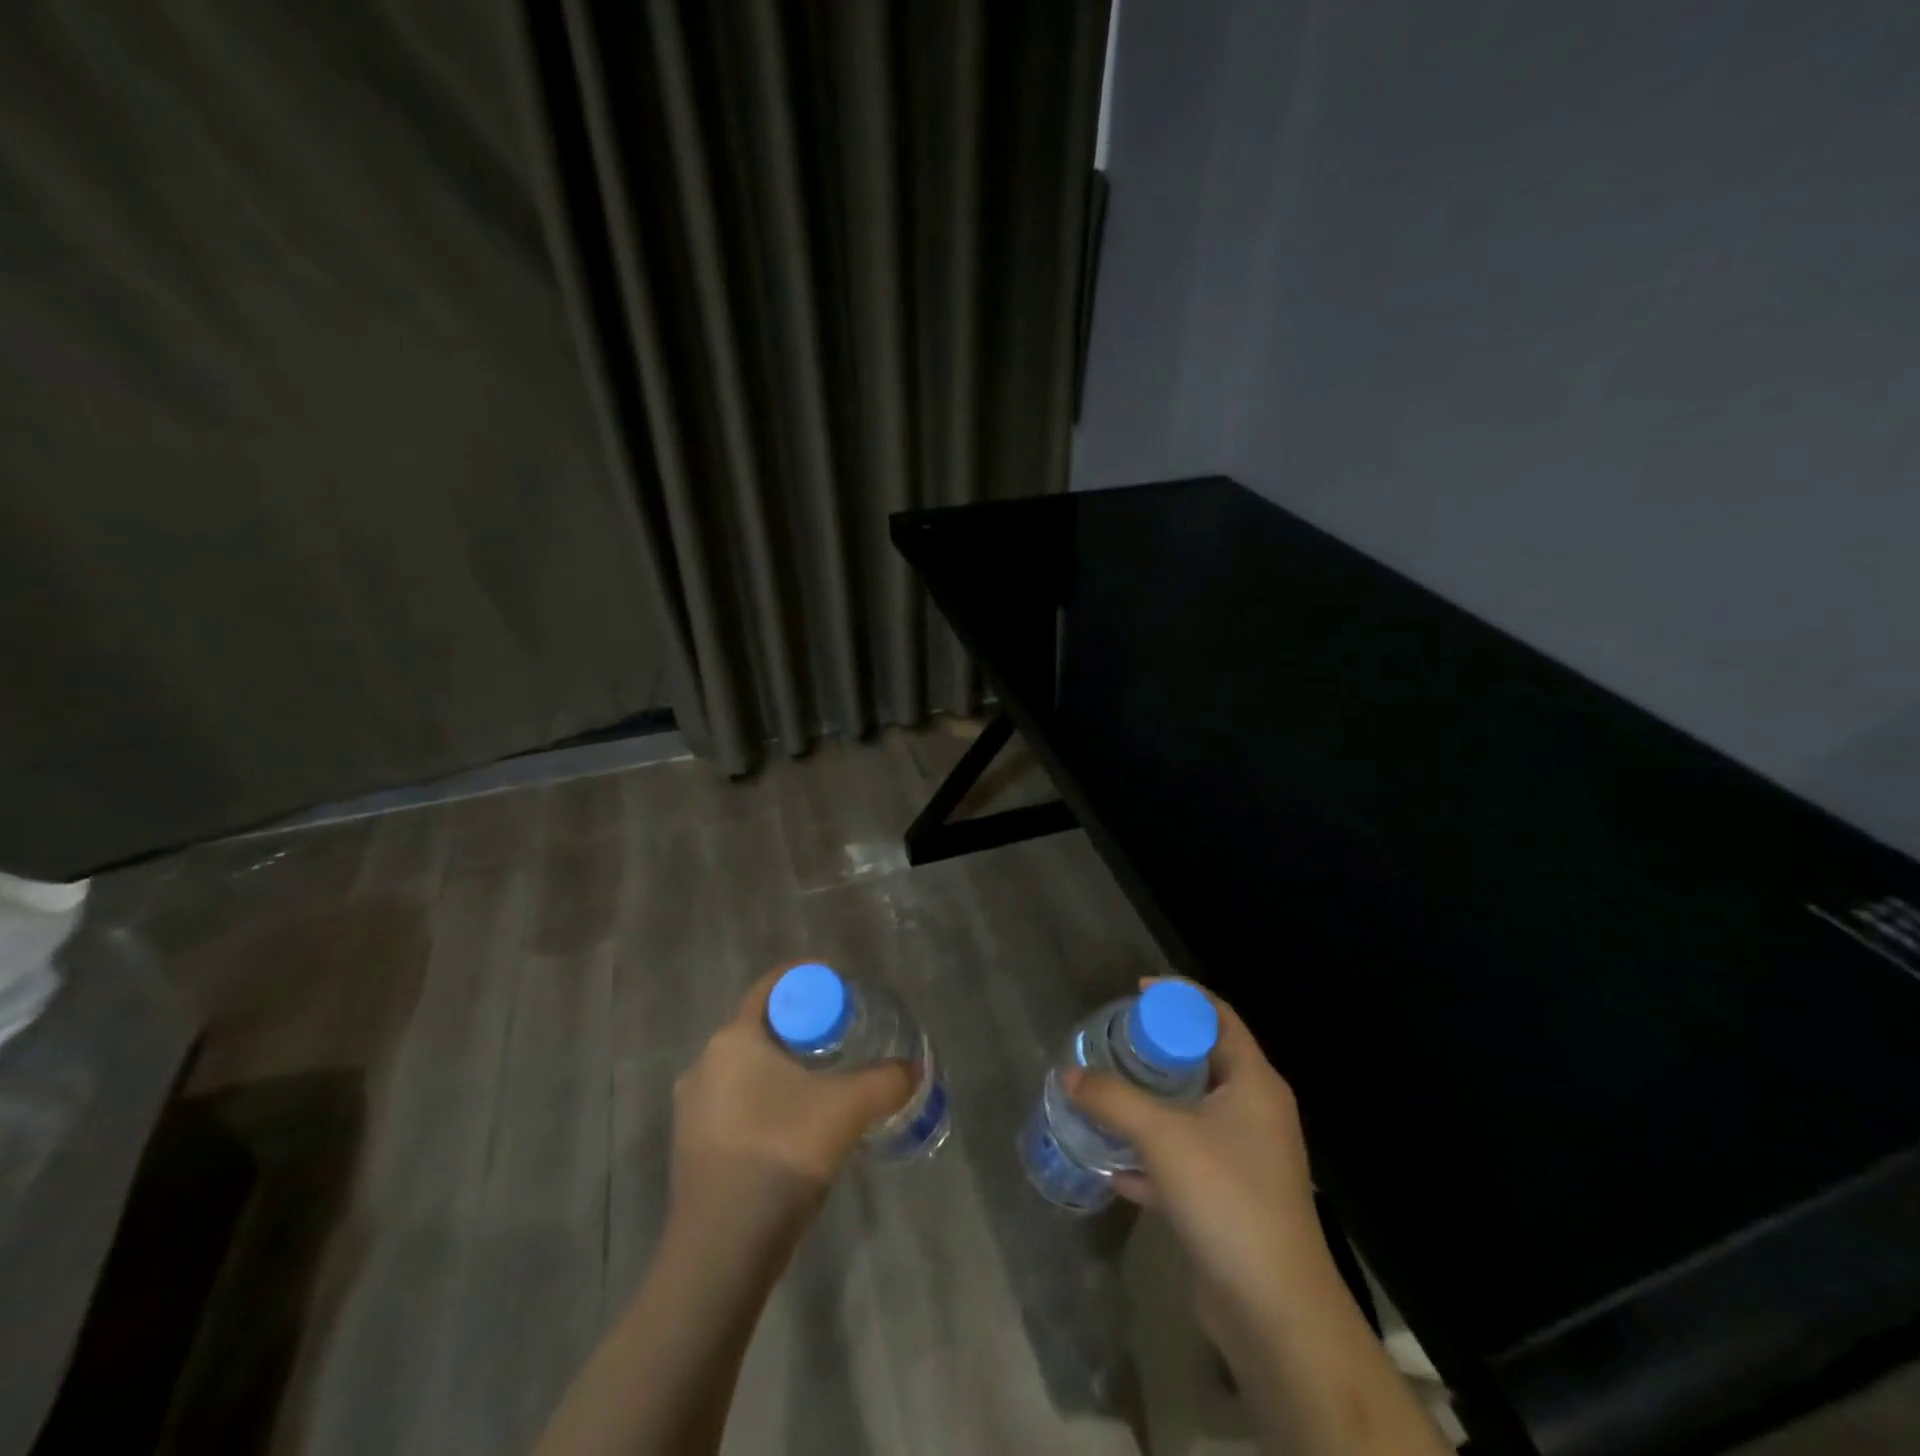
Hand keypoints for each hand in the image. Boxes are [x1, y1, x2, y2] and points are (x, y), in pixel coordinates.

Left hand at [671, 967, 914, 1212]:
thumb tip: (913, 1071)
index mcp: (733, 1038)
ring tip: (822, 1084)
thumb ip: (886, 1081)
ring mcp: (692, 1109)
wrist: (722, 1248)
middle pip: (760, 1028)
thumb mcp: (848, 1109)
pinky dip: (766, 1102)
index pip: (771, 988)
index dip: (807, 979)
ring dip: (782, 1069)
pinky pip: (735, 1104)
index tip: (840, 988)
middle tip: (840, 1038)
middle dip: (800, 1028)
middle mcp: (704, 1063)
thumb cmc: (782, 1152)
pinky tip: (794, 1127)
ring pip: (746, 1069)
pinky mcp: (691, 1148)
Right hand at [1065, 980, 1324, 1339]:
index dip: (1180, 997)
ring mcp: (1244, 1157)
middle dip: (1158, 1049)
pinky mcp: (1229, 1197)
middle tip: (1115, 1039)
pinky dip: (1152, 1152)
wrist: (1273, 1311)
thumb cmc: (1226, 1197)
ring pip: (1191, 1111)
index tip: (1137, 989)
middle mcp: (1254, 1112)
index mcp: (1254, 1083)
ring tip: (1106, 1089)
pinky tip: (1114, 1161)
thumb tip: (1068, 1074)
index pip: (1219, 1016)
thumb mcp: (1162, 1135)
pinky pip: (1185, 1156)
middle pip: (1203, 1060)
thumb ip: (1112, 1098)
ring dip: (1151, 1101)